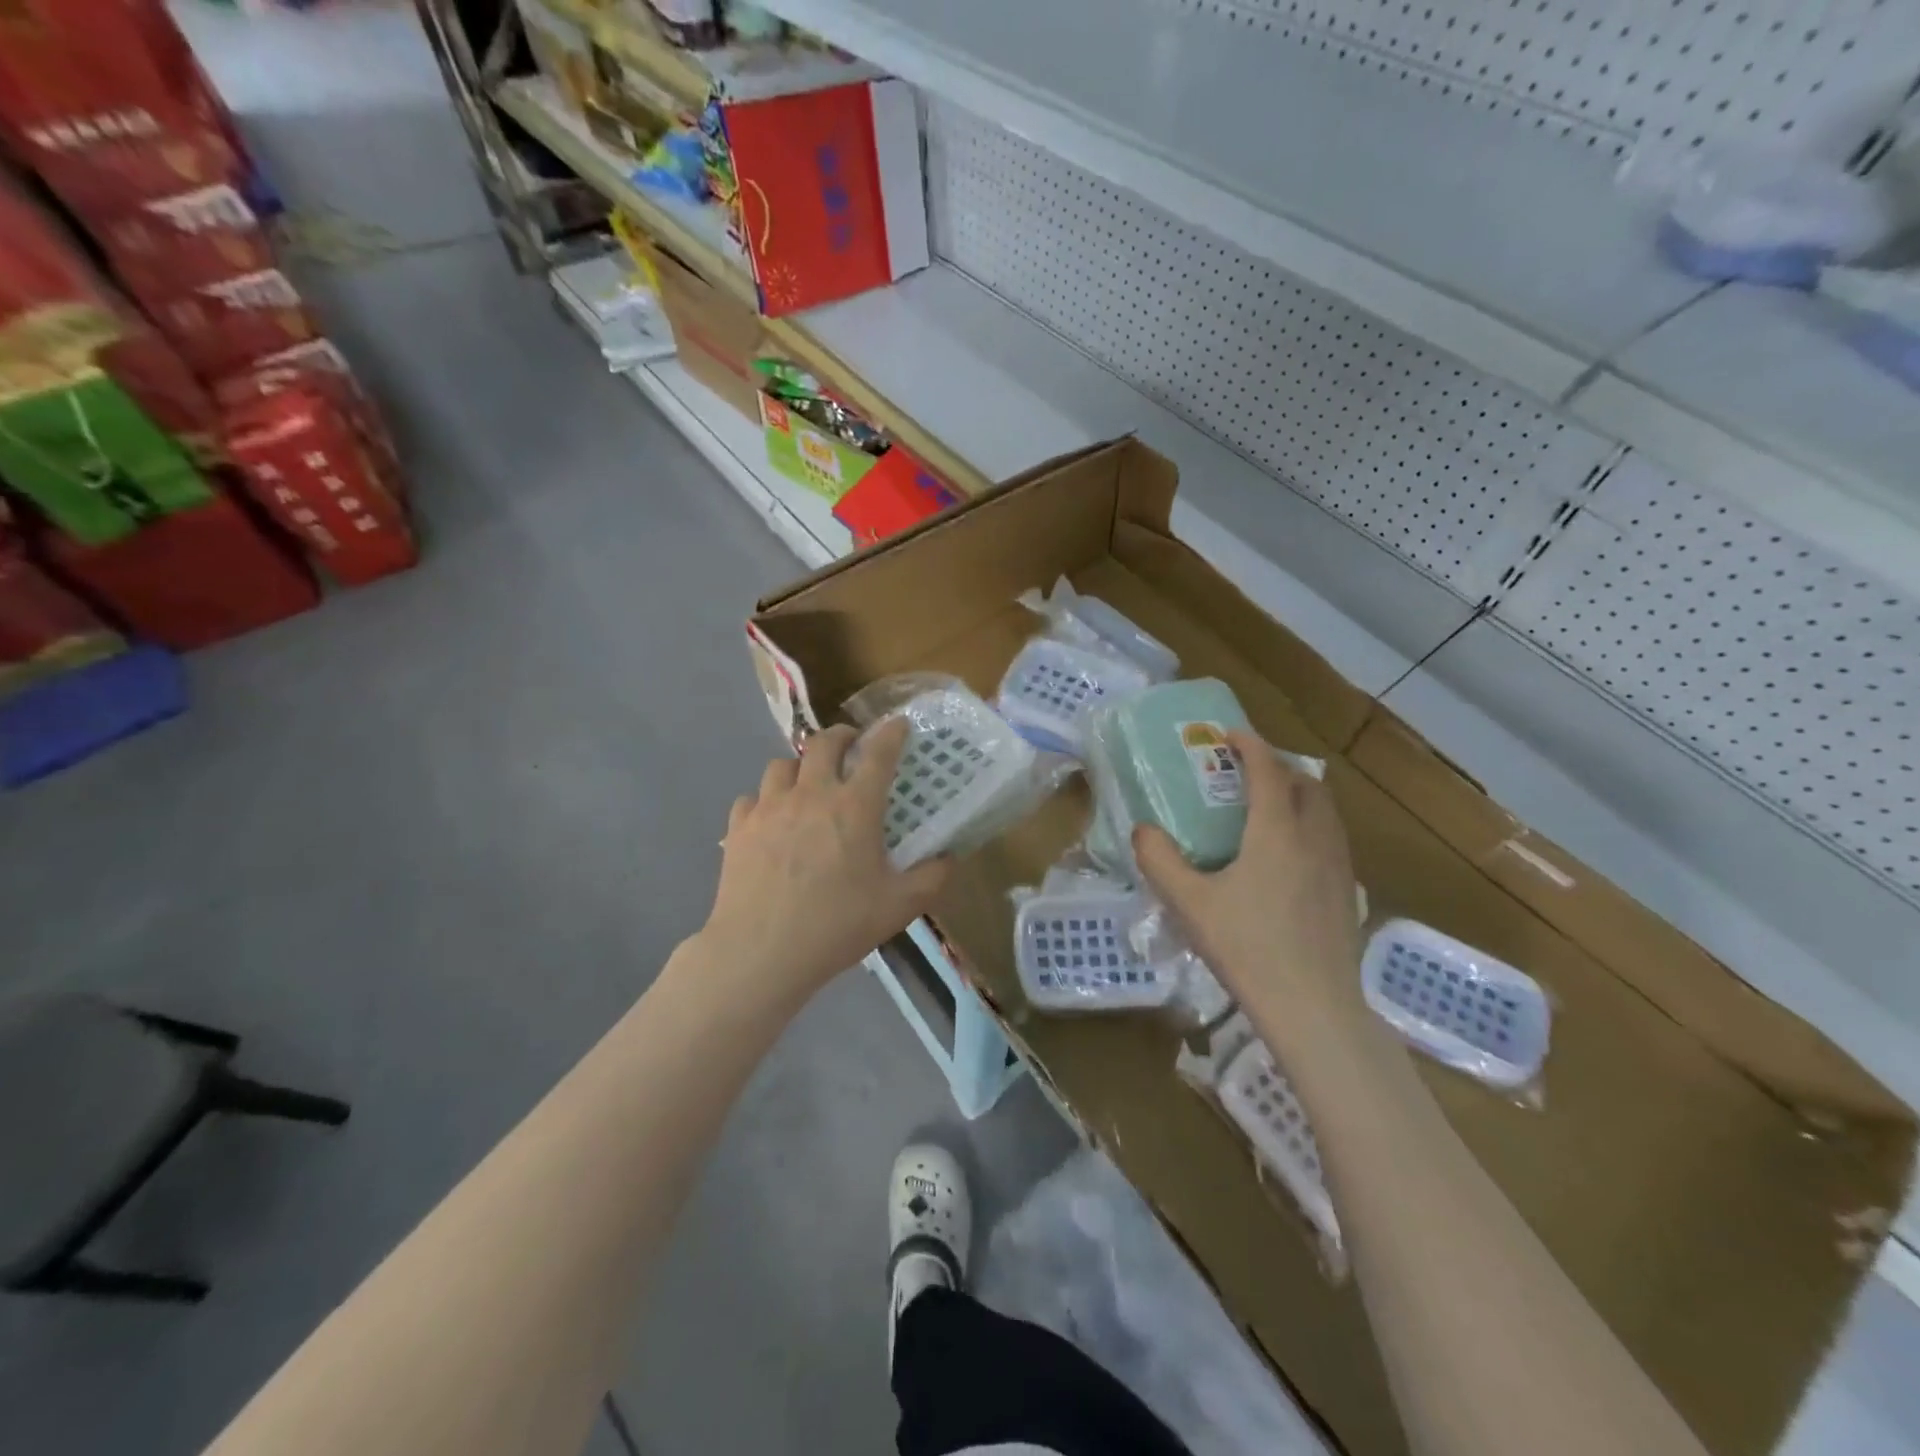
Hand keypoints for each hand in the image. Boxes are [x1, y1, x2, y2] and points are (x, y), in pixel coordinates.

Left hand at [700, 719, 950, 1002]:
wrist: (760, 952)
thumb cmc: (836, 925)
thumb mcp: (898, 907)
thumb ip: (931, 878)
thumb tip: (949, 858)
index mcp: (854, 807)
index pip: (878, 753)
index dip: (891, 733)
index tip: (898, 725)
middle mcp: (811, 794)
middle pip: (823, 742)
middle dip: (841, 735)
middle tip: (851, 745)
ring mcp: (769, 807)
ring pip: (782, 764)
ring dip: (800, 767)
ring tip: (807, 783)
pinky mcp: (739, 827)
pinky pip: (752, 798)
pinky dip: (764, 801)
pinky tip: (770, 820)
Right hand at [1133, 731, 1361, 1024]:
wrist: (1314, 1008)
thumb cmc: (1248, 947)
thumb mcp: (1189, 903)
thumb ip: (1160, 860)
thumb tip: (1143, 830)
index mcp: (1277, 830)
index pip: (1267, 769)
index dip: (1249, 744)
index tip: (1228, 734)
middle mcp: (1315, 837)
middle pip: (1305, 783)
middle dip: (1277, 767)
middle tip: (1246, 773)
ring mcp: (1339, 865)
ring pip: (1325, 811)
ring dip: (1299, 795)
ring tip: (1268, 808)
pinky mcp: (1348, 892)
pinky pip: (1331, 838)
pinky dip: (1310, 825)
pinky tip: (1288, 857)